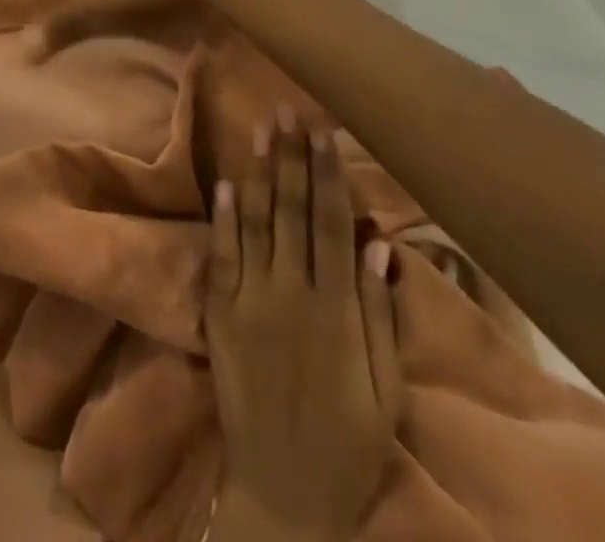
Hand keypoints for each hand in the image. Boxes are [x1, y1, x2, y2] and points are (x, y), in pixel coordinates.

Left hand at [207, 111, 401, 541]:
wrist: (283, 496)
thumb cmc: (347, 445)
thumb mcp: (384, 392)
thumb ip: (379, 316)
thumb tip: (380, 245)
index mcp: (337, 312)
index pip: (331, 225)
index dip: (327, 175)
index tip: (324, 132)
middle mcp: (292, 295)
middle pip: (291, 210)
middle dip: (290, 157)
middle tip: (288, 109)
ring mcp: (250, 301)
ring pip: (255, 221)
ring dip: (258, 170)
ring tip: (260, 126)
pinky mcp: (220, 314)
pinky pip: (222, 255)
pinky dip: (223, 215)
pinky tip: (225, 179)